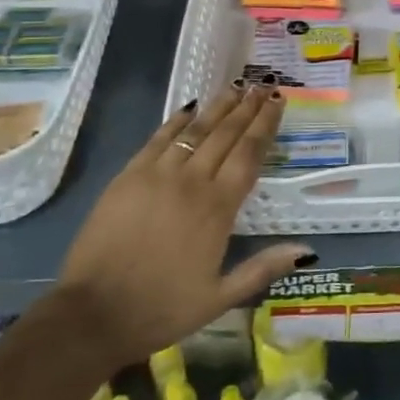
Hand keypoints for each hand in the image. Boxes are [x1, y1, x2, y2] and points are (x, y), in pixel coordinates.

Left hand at [56, 86, 314, 365]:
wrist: (93, 315)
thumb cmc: (161, 308)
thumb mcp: (220, 298)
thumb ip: (263, 268)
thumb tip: (307, 250)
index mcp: (218, 208)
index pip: (249, 155)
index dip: (265, 125)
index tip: (277, 102)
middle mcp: (191, 182)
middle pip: (225, 135)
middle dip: (246, 107)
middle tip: (262, 85)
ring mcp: (157, 176)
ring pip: (194, 131)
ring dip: (217, 107)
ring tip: (234, 87)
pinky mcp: (128, 177)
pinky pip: (158, 140)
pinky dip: (176, 121)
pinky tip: (189, 109)